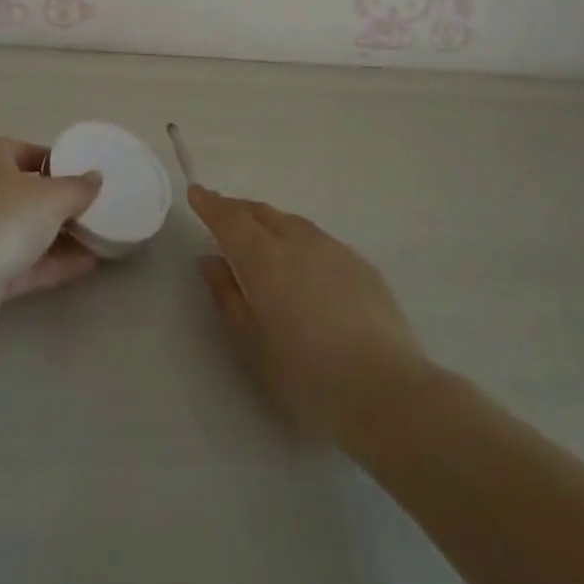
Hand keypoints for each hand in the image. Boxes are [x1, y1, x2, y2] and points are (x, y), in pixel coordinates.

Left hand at [0, 138, 102, 330]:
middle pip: (28, 191)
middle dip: (61, 203)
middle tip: (96, 210)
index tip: (87, 178)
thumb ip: (78, 187)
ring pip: (25, 228)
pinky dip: (51, 262)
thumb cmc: (3, 220)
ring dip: (60, 236)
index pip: (31, 151)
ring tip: (99, 239)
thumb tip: (96, 177)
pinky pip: (22, 260)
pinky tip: (87, 266)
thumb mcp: (52, 198)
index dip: (61, 163)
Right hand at [190, 186, 427, 439]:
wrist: (387, 391)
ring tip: (261, 238)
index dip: (210, 204)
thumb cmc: (308, 377)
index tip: (196, 192)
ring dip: (269, 223)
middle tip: (223, 217)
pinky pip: (318, 239)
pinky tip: (303, 266)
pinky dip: (299, 240)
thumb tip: (210, 261)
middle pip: (261, 213)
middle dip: (238, 210)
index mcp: (264, 258)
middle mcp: (296, 240)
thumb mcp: (253, 346)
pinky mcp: (360, 263)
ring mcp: (332, 248)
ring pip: (291, 222)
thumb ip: (227, 298)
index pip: (229, 219)